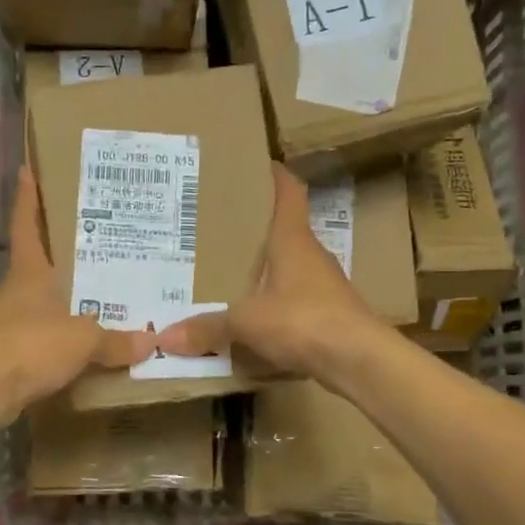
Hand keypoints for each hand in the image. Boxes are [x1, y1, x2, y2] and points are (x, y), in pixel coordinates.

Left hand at [0, 168, 158, 420]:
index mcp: (30, 272)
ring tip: (103, 288)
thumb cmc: (30, 345)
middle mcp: (18, 290)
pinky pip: (46, 334)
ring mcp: (12, 321)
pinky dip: (66, 333)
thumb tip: (151, 341)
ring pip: (44, 299)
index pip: (26, 224)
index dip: (27, 197)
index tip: (27, 170)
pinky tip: (88, 340)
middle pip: (39, 260)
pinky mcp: (12, 352)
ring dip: (66, 294)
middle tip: (97, 234)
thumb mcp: (82, 340)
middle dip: (62, 248)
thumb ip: (116, 340)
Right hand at [155, 165, 391, 388]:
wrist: (359, 359)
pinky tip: (254, 316)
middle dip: (255, 229)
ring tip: (229, 273)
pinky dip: (275, 302)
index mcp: (292, 239)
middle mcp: (311, 255)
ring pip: (290, 267)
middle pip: (285, 230)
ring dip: (266, 269)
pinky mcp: (330, 314)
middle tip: (219, 228)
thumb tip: (165, 338)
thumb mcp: (246, 322)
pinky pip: (295, 300)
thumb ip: (207, 327)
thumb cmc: (302, 320)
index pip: (289, 193)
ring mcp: (325, 285)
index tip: (257, 165)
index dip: (275, 176)